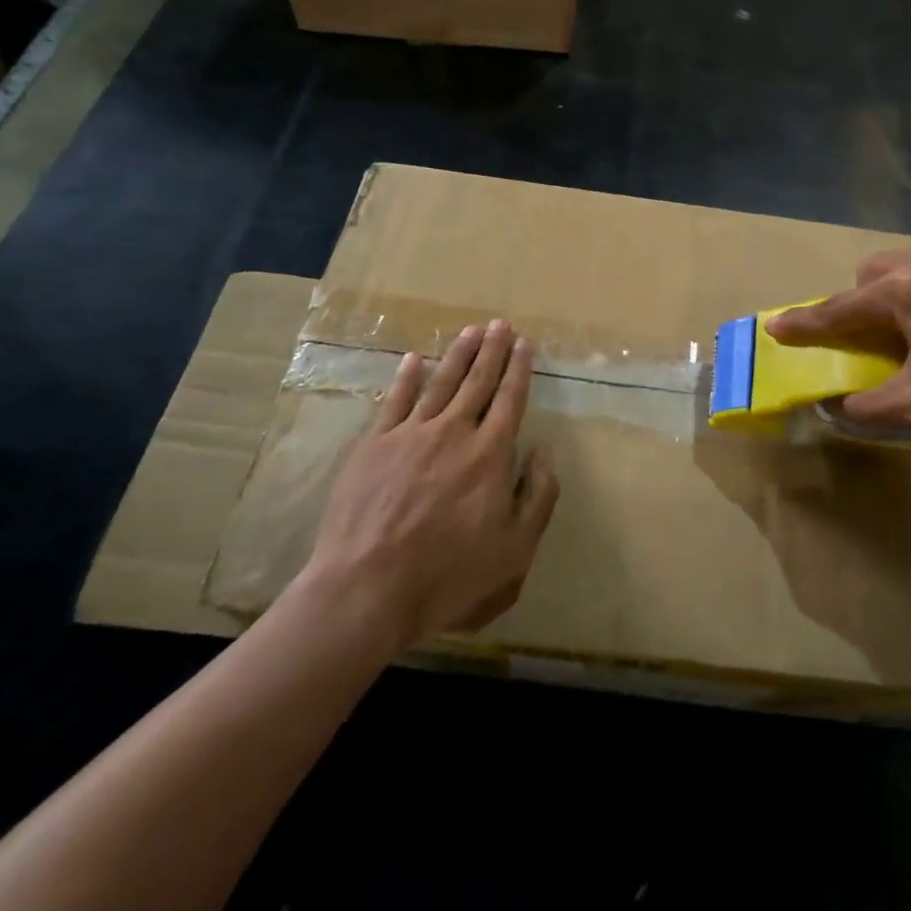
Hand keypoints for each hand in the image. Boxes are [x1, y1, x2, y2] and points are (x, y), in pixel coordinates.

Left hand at [300, 320, 557, 647]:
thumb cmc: (449, 573)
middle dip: (492, 350)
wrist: (367, 587)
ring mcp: (410, 434)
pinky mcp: (374, 445)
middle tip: (500, 324)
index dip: (519, 369)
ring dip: (458, 354)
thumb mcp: (516, 549)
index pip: (510, 399)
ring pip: (440, 383)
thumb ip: (539, 496)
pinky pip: (394, 401)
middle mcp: (454, 432)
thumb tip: (543, 453)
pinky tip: (413, 359)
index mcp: (490, 453)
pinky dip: (406, 377)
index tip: (525, 344)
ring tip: (470, 331)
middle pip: (477, 381)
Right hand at [766, 246, 910, 433]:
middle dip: (859, 303)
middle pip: (871, 276)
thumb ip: (869, 407)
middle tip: (872, 339)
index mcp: (901, 292)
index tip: (775, 326)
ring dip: (895, 295)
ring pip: (907, 268)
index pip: (838, 309)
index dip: (804, 323)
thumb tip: (835, 407)